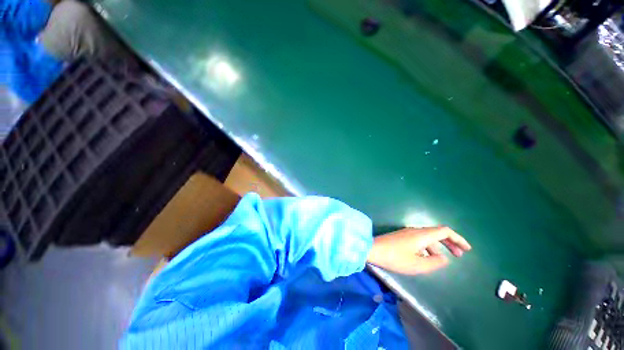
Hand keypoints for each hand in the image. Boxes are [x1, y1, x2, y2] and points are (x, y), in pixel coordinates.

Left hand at [367, 226, 470, 274]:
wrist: (373, 249)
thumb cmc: (395, 258)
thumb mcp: (417, 265)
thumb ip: (434, 262)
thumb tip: (444, 258)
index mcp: (421, 235)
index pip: (444, 231)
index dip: (458, 239)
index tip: (467, 249)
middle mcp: (415, 231)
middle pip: (437, 233)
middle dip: (450, 243)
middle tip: (460, 255)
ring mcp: (407, 233)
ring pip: (428, 237)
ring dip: (438, 246)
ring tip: (444, 260)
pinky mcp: (401, 237)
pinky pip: (419, 240)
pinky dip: (428, 248)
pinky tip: (427, 257)